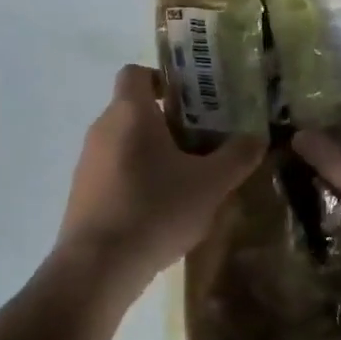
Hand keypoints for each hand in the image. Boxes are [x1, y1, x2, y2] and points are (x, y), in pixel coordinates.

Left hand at [55, 65, 265, 306]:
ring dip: (151, 153)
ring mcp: (87, 161)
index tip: (191, 101)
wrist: (97, 267)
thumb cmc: (155, 209)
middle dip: (167, 122)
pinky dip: (135, 179)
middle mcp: (103, 128)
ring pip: (124, 142)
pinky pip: (112, 171)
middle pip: (134, 109)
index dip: (162, 80)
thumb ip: (237, 157)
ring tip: (185, 180)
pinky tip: (159, 209)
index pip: (136, 72)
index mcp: (130, 112)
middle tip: (201, 143)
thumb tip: (258, 137)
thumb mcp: (210, 185)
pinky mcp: (82, 193)